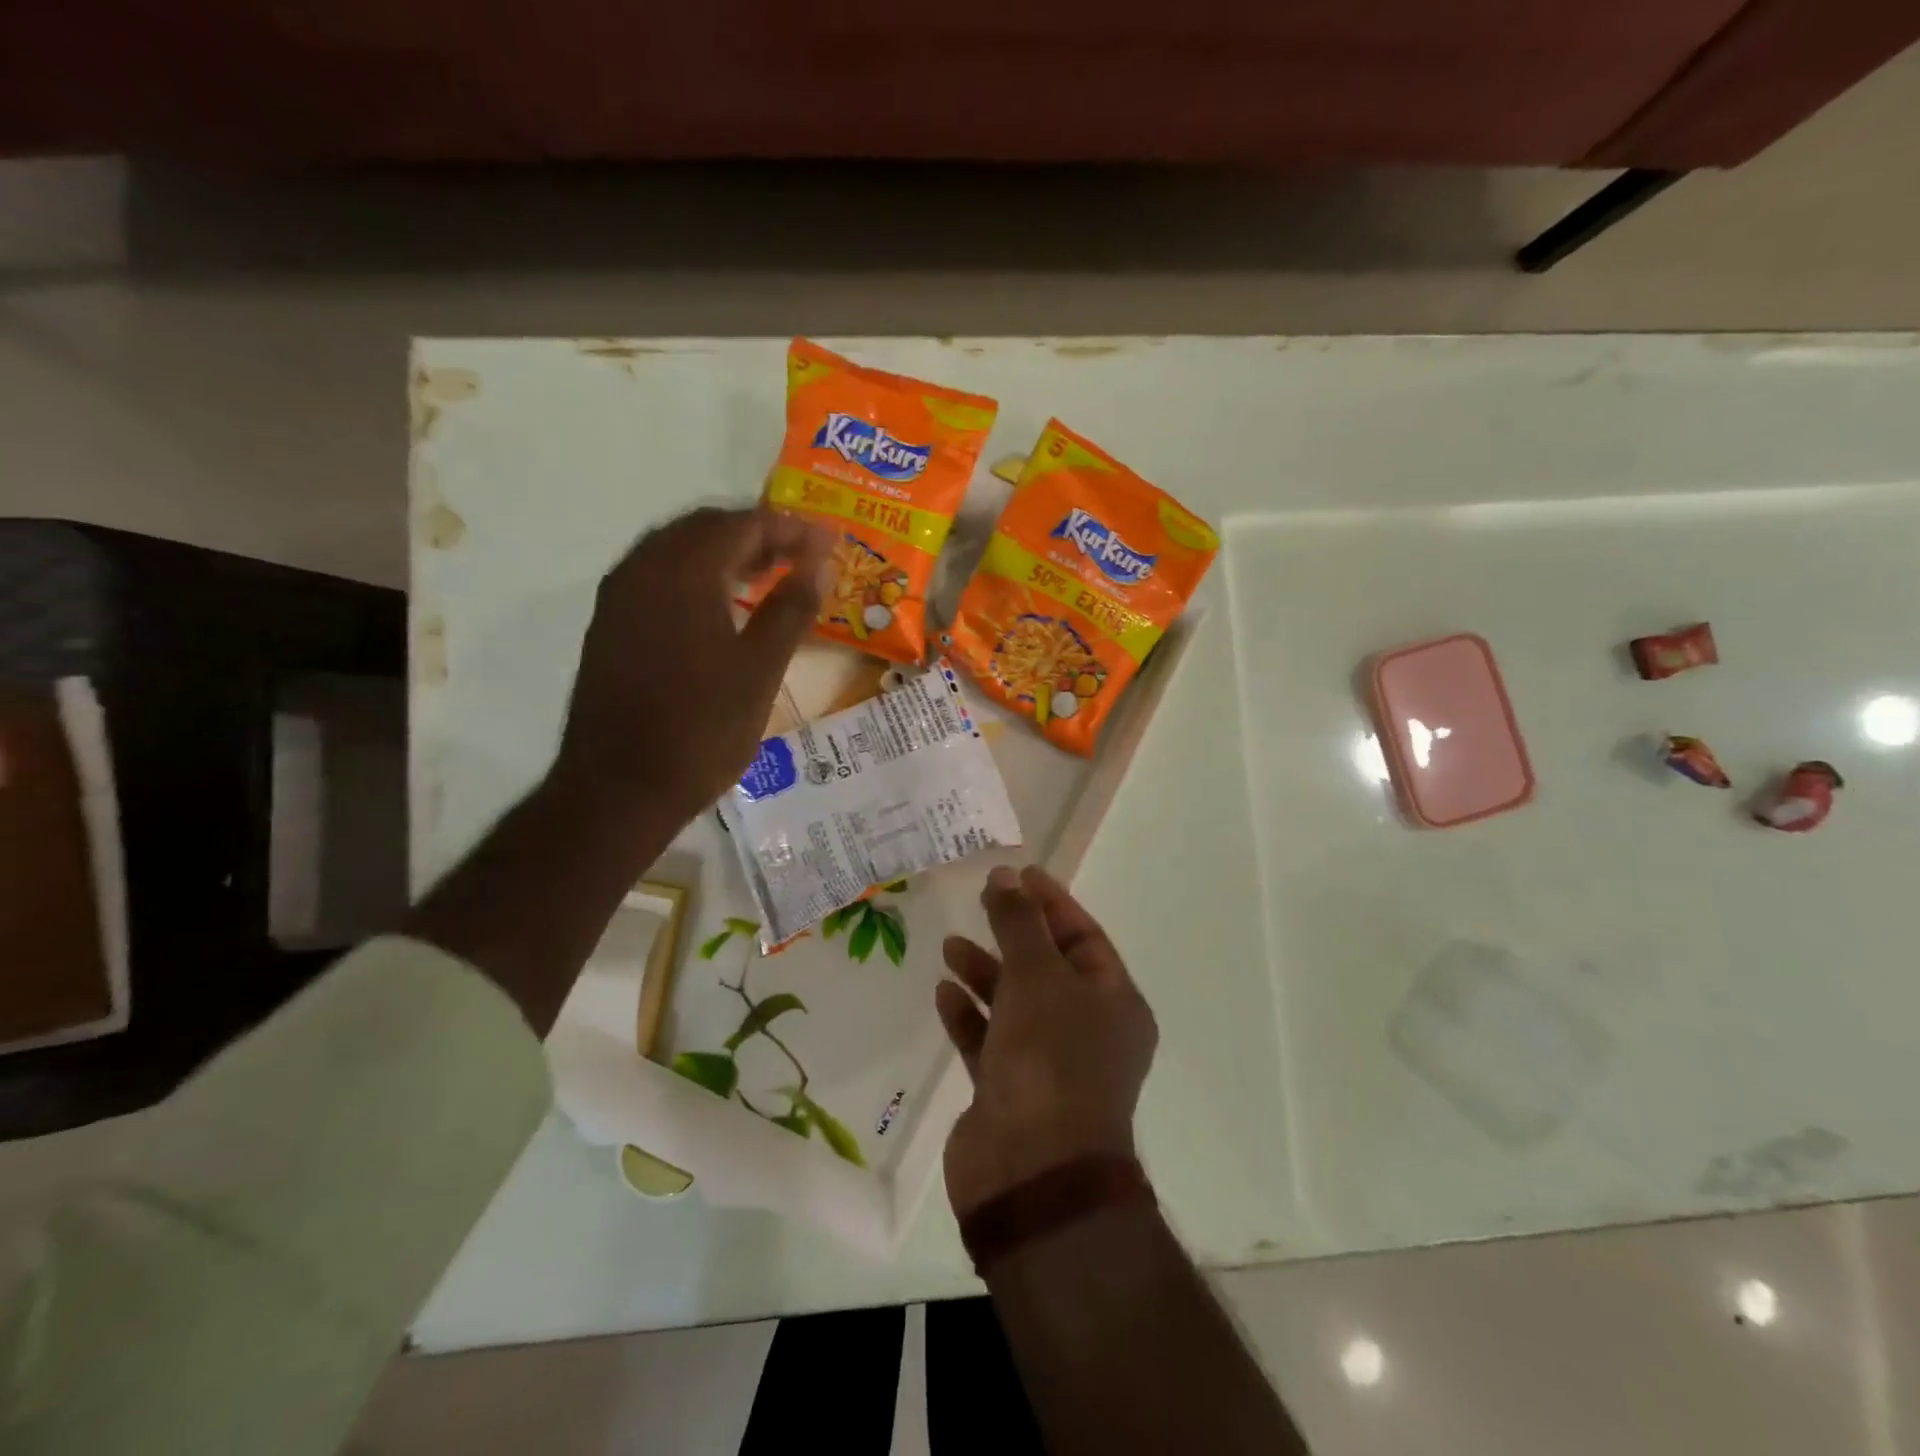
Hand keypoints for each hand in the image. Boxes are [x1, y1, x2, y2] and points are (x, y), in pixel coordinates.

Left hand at [553, 506, 831, 822]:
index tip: (829, 541)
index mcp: (682, 572)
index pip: (744, 525)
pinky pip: (657, 578)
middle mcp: (642, 570)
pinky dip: (696, 576)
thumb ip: (792, 608)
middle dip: (758, 534)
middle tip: (802, 556)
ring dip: (725, 553)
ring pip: (677, 551)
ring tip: (768, 576)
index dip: (792, 528)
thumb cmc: (702, 729)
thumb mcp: (761, 669)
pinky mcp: (609, 627)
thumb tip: (822, 563)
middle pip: (705, 528)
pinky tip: (721, 606)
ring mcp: (619, 598)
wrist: (620, 789)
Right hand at [936, 864, 1158, 1218]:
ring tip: (951, 946)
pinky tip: (944, 994)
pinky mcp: (1009, 1092)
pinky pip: (989, 1040)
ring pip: (1015, 1003)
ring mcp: (1048, 1065)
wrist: (1032, 1173)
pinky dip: (969, 1016)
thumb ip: (1019, 924)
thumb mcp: (1038, 977)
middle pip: (1048, 968)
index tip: (1018, 874)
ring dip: (986, 973)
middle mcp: (1087, 1032)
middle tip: (981, 901)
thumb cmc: (1050, 1059)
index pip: (1085, 938)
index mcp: (1114, 1004)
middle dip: (1014, 934)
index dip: (1052, 903)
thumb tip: (1006, 875)